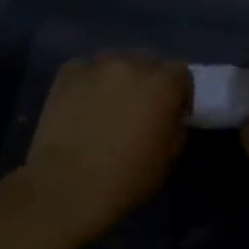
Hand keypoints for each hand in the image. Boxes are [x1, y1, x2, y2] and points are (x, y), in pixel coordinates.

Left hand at [22, 54, 189, 243]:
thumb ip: (176, 124)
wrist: (69, 186)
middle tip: (139, 109)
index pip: (181, 73)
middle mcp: (133, 64)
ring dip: (118, 79)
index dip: (178, 92)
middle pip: (148, 62)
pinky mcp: (67, 73)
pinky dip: (88, 83)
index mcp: (164, 83)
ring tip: (107, 106)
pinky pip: (85, 71)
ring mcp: (97, 66)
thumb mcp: (171, 156)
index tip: (172, 112)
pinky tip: (81, 106)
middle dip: (148, 81)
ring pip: (115, 63)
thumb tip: (170, 116)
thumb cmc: (128, 177)